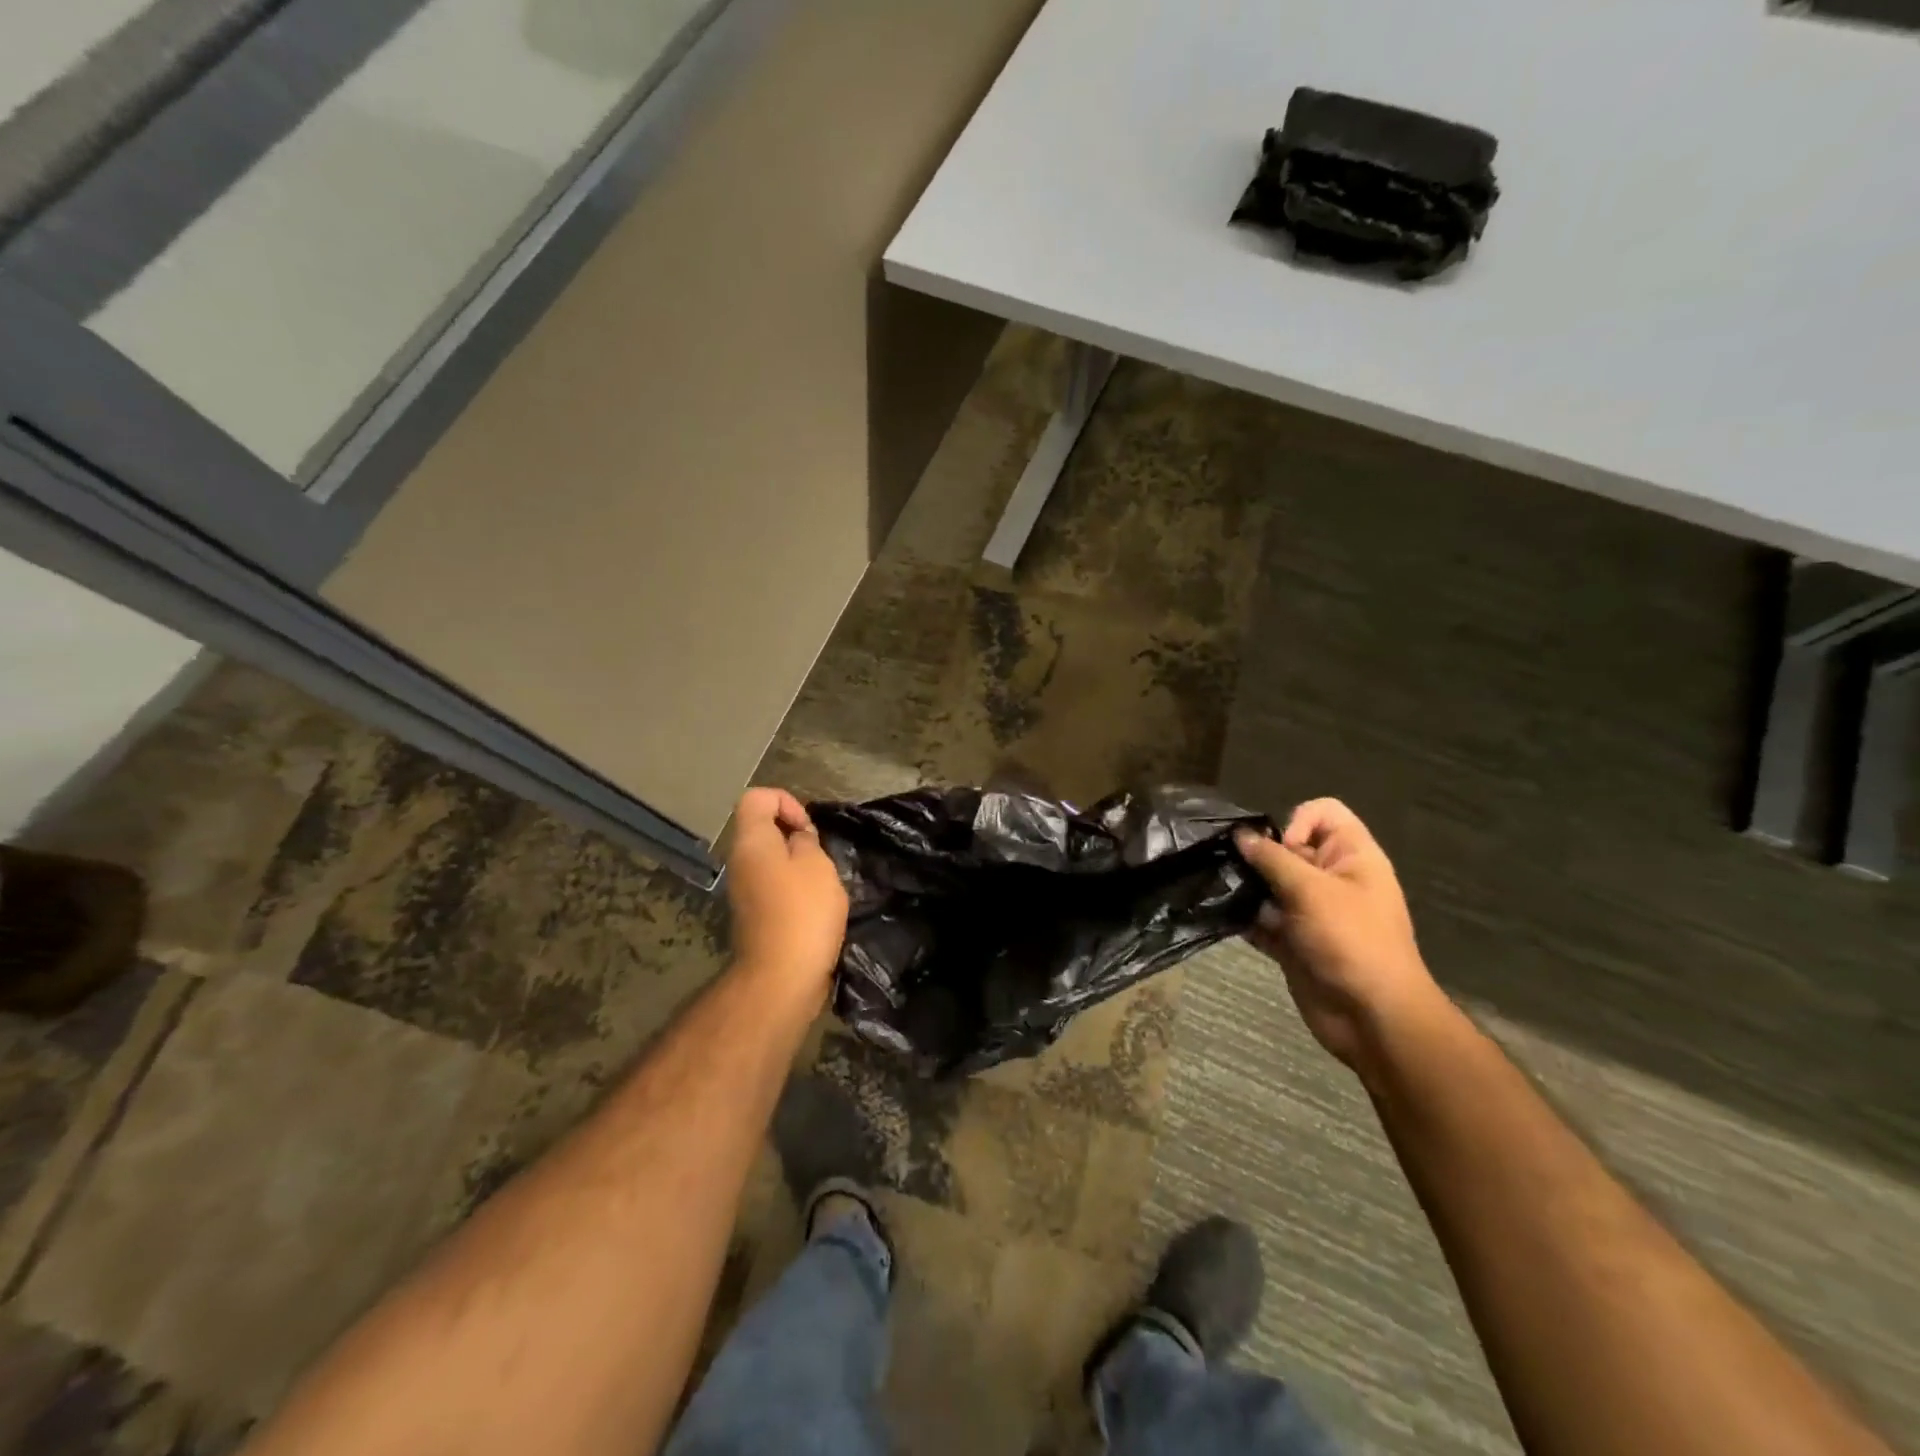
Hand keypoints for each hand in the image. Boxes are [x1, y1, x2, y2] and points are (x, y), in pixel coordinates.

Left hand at [726, 789, 848, 996]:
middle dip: (795, 834)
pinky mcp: (754, 915)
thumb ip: (806, 841)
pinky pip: (773, 885)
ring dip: (798, 864)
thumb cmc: (803, 912)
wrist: (782, 977)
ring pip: (770, 858)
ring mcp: (743, 890)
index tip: (808, 829)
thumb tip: (797, 840)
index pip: (757, 797)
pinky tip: (814, 907)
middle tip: (820, 855)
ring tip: (822, 883)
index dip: (787, 801)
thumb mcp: (816, 864)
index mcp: (751, 841)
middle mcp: (739, 861)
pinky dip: (794, 888)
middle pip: (762, 828)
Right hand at [1234, 799, 1447, 1075]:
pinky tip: (1223, 916)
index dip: (1296, 820)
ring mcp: (1311, 911)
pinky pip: (1262, 918)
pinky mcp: (1293, 940)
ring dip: (1247, 886)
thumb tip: (1240, 835)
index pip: (1323, 813)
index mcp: (1352, 858)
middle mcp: (1331, 879)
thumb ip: (1272, 859)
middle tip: (1235, 868)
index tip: (1280, 849)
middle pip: (1289, 848)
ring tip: (1223, 890)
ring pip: (1271, 884)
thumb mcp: (1312, 891)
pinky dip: (1244, 916)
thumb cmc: (1351, 942)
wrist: (1371, 1018)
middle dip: (1259, 855)